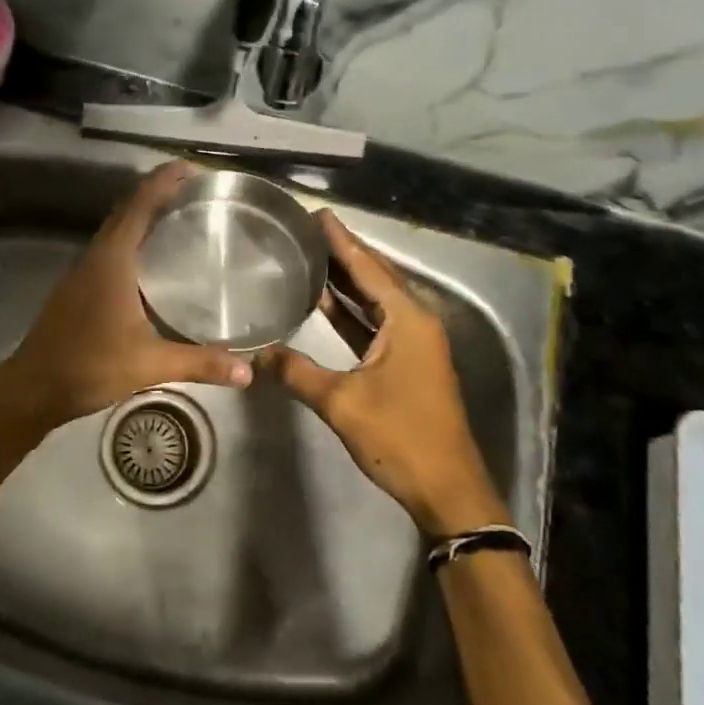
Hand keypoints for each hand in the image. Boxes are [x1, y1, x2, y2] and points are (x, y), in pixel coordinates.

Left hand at [0, 161, 252, 428]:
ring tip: (181, 219)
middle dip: (159, 194)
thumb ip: (200, 362)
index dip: (164, 180)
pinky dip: (134, 241)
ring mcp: (83, 271)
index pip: (140, 204)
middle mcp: (97, 255)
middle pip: (129, 210)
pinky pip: (111, 250)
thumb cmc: (90, 365)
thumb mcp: (150, 364)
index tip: (192, 167)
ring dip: (144, 217)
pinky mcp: (79, 287)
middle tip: (197, 193)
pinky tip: (154, 263)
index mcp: (113, 259)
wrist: (33, 387)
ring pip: (118, 230)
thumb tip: (249, 370)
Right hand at [262, 212, 508, 536]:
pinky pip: (376, 324)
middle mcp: (416, 323)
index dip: (342, 241)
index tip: (319, 215)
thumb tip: (256, 354)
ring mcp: (415, 344)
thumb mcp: (342, 403)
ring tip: (312, 256)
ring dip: (347, 282)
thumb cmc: (399, 438)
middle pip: (376, 277)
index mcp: (408, 320)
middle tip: (310, 230)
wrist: (446, 489)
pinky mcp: (408, 364)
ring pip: (376, 301)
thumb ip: (297, 372)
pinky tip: (326, 303)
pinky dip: (352, 312)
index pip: (369, 268)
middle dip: (344, 254)